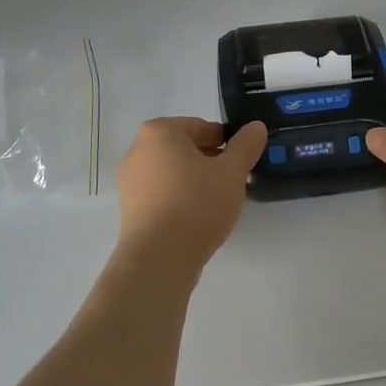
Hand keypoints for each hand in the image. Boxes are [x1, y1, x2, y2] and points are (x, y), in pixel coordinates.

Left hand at [116, 117, 267, 273]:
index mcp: (160, 131)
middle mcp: (138, 150)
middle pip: (185, 149)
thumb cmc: (196, 204)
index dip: (226, 142)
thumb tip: (256, 126)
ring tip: (218, 203)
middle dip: (211, 162)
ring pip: (173, 172)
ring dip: (196, 181)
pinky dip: (180, 199)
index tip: (242, 161)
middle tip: (234, 182)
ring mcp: (130, 181)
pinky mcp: (130, 209)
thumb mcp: (232, 172)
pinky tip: (198, 218)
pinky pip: (162, 194)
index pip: (202, 127)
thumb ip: (246, 146)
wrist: (159, 259)